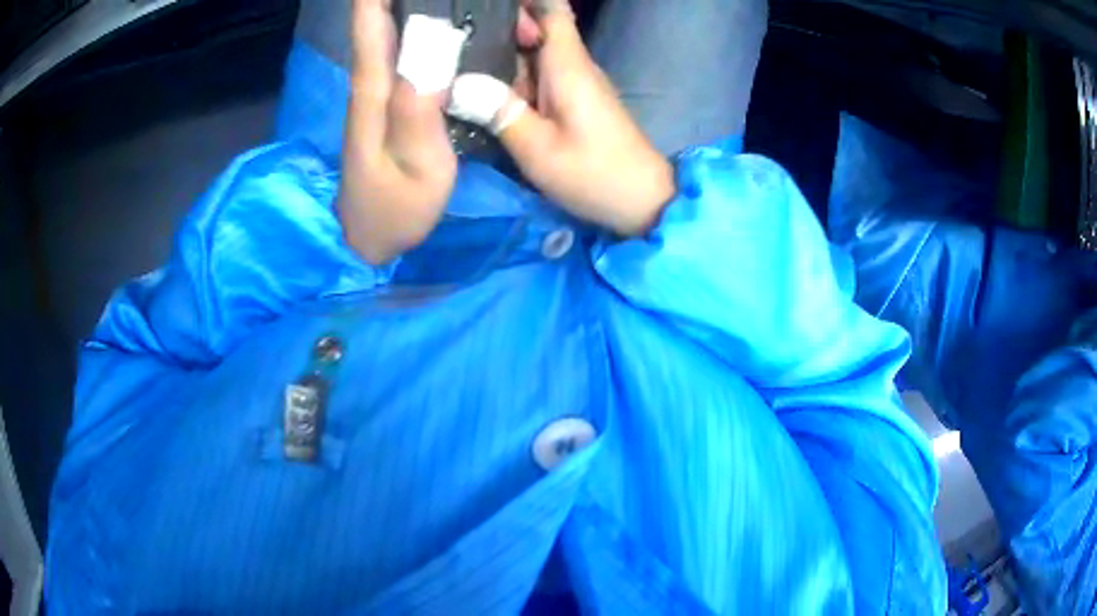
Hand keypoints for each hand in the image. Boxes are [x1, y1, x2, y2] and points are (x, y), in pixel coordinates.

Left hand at [338, 0, 457, 263]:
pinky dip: (404, 33)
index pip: (370, 34)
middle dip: (386, 3)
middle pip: (374, 29)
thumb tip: (426, 59)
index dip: (373, 3)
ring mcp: (374, 99)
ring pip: (383, 39)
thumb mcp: (419, 170)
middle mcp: (369, 89)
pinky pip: (394, 57)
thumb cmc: (395, 210)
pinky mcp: (385, 108)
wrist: (367, 239)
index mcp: (374, 98)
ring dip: (396, 11)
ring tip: (432, 2)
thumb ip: (419, 115)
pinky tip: (425, 25)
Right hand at [457, 0, 675, 235]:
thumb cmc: (593, 173)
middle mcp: (573, 65)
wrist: (641, 200)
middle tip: (450, 45)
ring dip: (501, 57)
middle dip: (496, 31)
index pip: (550, 10)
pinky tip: (484, 93)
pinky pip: (539, 78)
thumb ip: (498, 111)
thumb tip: (457, 84)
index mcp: (567, 65)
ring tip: (456, 65)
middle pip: (535, 30)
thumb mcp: (537, 148)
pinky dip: (513, 79)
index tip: (484, 7)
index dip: (522, 3)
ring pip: (533, 55)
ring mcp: (575, 83)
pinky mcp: (575, 102)